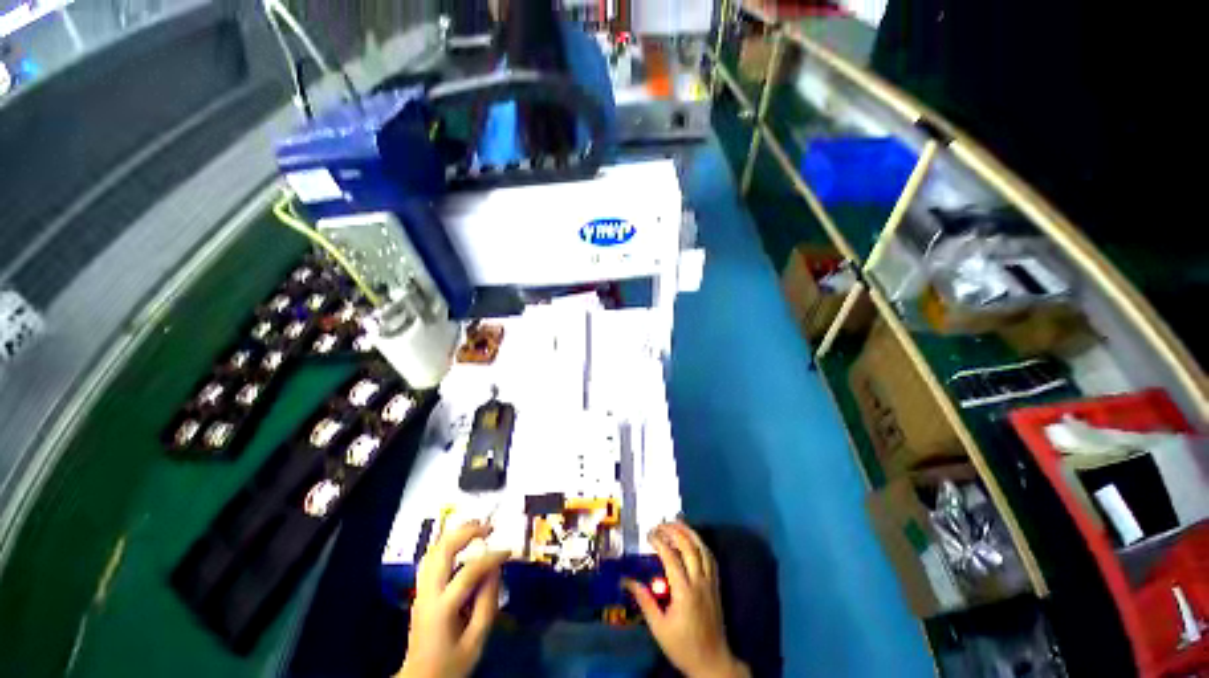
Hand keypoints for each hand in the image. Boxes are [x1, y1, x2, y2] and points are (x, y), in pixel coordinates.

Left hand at [397, 521, 509, 677]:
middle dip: (467, 532)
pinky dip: (446, 544)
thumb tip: (496, 569)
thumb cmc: (451, 664)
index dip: (491, 557)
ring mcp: (420, 591)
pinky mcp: (420, 592)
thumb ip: (487, 604)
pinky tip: (460, 542)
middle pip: (443, 550)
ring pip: (434, 550)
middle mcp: (428, 593)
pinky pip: (431, 559)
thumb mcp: (476, 641)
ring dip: (455, 534)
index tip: (508, 551)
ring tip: (476, 527)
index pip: (469, 571)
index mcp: (442, 608)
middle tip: (488, 527)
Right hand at [624, 522, 749, 677]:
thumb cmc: (683, 646)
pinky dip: (700, 544)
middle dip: (674, 531)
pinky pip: (710, 558)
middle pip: (689, 547)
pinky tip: (692, 540)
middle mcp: (699, 582)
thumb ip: (645, 601)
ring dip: (689, 533)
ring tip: (676, 523)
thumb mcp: (659, 628)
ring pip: (702, 549)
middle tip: (660, 524)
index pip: (671, 557)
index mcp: (684, 592)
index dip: (659, 542)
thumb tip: (627, 581)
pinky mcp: (716, 585)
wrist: (712, 663)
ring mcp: (710, 582)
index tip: (649, 535)